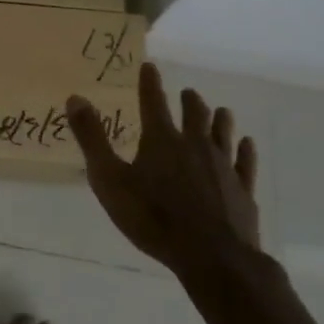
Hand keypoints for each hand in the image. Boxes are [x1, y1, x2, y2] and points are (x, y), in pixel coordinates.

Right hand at [66, 63, 260, 289]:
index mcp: (161, 140)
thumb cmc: (153, 218)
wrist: (213, 257)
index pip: (153, 101)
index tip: (149, 66)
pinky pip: (245, 162)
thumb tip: (75, 98)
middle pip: (194, 114)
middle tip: (187, 92)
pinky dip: (245, 150)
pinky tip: (247, 144)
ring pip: (223, 133)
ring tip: (220, 110)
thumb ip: (92, 138)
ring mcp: (223, 166)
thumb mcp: (109, 180)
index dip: (149, 82)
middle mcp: (195, 144)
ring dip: (220, 119)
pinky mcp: (242, 189)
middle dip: (189, 100)